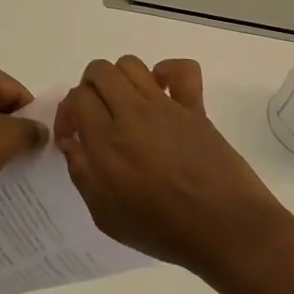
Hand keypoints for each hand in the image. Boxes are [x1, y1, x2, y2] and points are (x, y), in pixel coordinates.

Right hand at [56, 57, 289, 273]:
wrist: (224, 229)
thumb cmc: (162, 230)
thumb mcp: (105, 215)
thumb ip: (82, 173)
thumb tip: (72, 142)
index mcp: (106, 140)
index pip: (76, 97)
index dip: (68, 114)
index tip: (74, 138)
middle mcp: (132, 113)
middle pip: (99, 71)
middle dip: (89, 89)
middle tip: (96, 117)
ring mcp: (165, 106)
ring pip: (131, 64)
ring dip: (120, 79)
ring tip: (125, 105)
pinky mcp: (195, 107)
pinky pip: (182, 70)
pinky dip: (168, 72)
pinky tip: (162, 93)